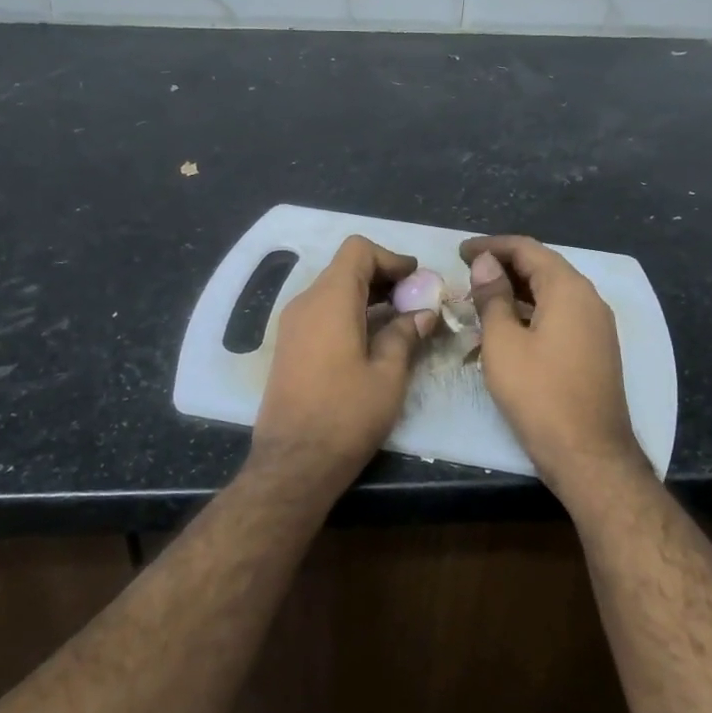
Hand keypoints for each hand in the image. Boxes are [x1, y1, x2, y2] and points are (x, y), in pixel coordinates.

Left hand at [251, 235, 436, 484]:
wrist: (293, 462)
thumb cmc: (346, 415)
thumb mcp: (388, 375)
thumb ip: (405, 335)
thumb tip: (422, 313)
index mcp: (330, 300)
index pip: (358, 250)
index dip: (391, 257)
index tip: (416, 279)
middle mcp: (305, 303)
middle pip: (345, 268)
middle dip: (383, 277)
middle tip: (416, 301)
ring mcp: (292, 325)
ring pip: (333, 291)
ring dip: (367, 297)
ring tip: (401, 321)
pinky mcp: (289, 346)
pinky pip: (321, 313)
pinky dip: (349, 313)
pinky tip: (373, 340)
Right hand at [460, 235, 647, 500]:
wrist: (589, 454)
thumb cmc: (539, 394)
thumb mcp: (503, 342)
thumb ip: (493, 297)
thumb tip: (485, 263)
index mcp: (569, 289)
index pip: (527, 249)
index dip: (491, 246)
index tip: (460, 251)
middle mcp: (589, 300)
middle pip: (542, 268)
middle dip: (502, 267)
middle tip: (465, 274)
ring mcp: (596, 326)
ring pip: (550, 294)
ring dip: (514, 292)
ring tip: (478, 300)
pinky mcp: (594, 349)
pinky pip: (559, 316)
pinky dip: (530, 313)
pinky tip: (505, 328)